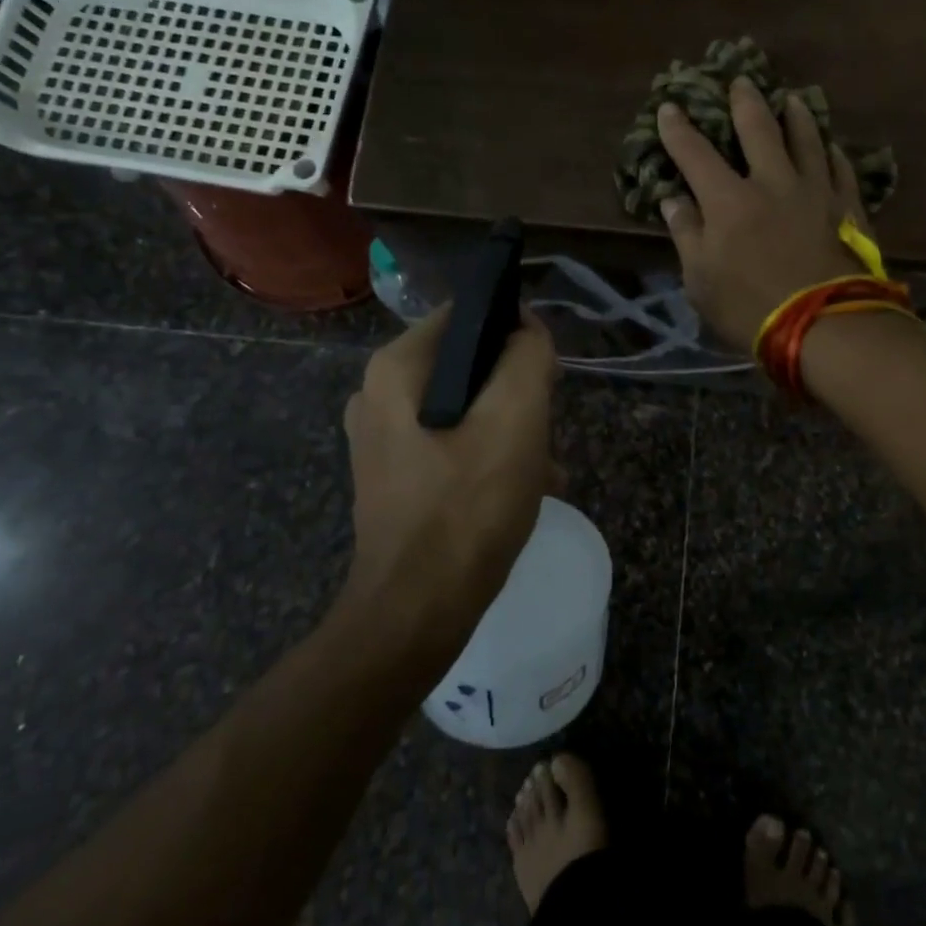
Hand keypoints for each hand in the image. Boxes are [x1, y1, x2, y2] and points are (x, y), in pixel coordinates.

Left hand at [341, 306, 562, 643]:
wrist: (417, 609)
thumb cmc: (468, 505)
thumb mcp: (515, 418)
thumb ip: (527, 356)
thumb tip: (527, 329)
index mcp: (396, 368)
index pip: (467, 316)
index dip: (516, 332)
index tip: (548, 372)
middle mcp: (377, 395)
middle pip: (468, 365)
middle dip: (516, 391)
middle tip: (548, 427)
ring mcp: (381, 439)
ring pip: (465, 408)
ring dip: (510, 429)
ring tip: (546, 466)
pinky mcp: (394, 476)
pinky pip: (451, 445)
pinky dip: (489, 457)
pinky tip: (525, 488)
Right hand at [656, 78, 871, 351]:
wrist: (823, 325)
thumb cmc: (749, 308)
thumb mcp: (700, 280)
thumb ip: (687, 234)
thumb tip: (674, 200)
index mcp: (728, 200)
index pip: (695, 153)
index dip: (679, 129)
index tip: (670, 107)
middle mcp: (772, 182)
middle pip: (758, 129)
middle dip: (744, 102)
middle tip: (740, 81)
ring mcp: (815, 191)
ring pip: (807, 139)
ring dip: (796, 116)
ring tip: (792, 99)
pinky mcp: (847, 207)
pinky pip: (841, 168)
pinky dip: (833, 152)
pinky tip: (831, 146)